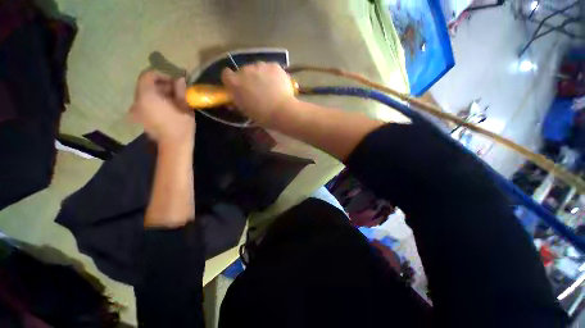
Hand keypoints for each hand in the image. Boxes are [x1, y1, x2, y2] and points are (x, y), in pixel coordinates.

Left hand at [130, 71, 195, 146]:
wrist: (174, 145)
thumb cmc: (181, 125)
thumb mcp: (184, 106)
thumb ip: (180, 90)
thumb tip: (180, 79)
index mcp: (147, 96)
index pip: (147, 76)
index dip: (161, 75)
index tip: (174, 82)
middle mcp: (138, 101)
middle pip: (145, 85)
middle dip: (161, 85)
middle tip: (176, 92)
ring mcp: (137, 110)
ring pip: (146, 95)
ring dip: (158, 94)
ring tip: (173, 100)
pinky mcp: (140, 118)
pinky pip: (145, 104)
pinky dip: (155, 102)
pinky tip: (167, 108)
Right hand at [221, 62, 296, 125]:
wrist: (281, 111)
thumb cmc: (262, 116)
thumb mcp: (245, 110)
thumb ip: (239, 101)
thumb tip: (236, 98)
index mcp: (235, 83)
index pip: (226, 75)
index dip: (232, 80)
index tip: (238, 87)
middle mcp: (245, 70)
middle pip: (244, 71)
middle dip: (249, 78)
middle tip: (258, 90)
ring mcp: (260, 66)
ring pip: (258, 68)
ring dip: (261, 75)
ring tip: (271, 87)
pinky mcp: (273, 65)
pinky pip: (271, 68)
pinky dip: (273, 74)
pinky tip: (279, 84)